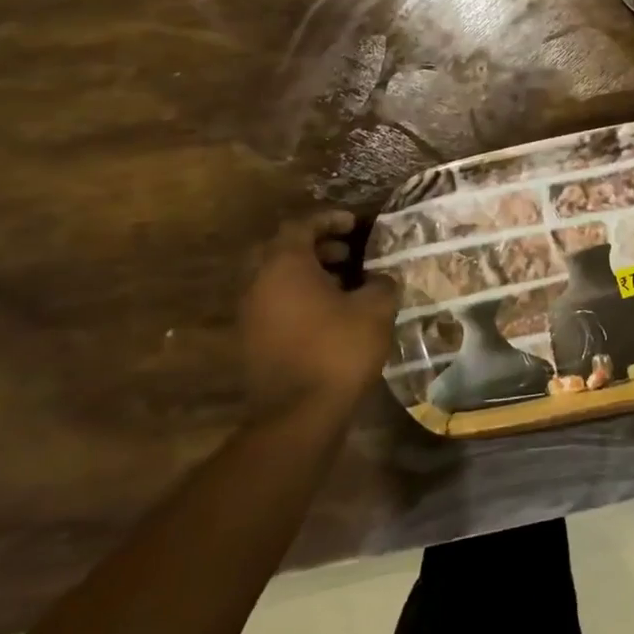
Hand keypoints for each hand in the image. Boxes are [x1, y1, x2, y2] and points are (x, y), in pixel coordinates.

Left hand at [239, 212, 399, 416]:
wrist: (299, 413)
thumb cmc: (338, 348)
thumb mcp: (375, 308)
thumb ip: (381, 283)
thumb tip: (381, 278)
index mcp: (284, 266)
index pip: (300, 226)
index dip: (329, 220)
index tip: (355, 223)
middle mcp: (259, 284)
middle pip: (282, 251)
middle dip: (316, 246)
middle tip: (348, 252)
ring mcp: (251, 315)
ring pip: (278, 279)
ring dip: (309, 273)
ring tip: (346, 283)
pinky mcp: (254, 341)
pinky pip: (277, 304)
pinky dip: (301, 297)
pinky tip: (332, 312)